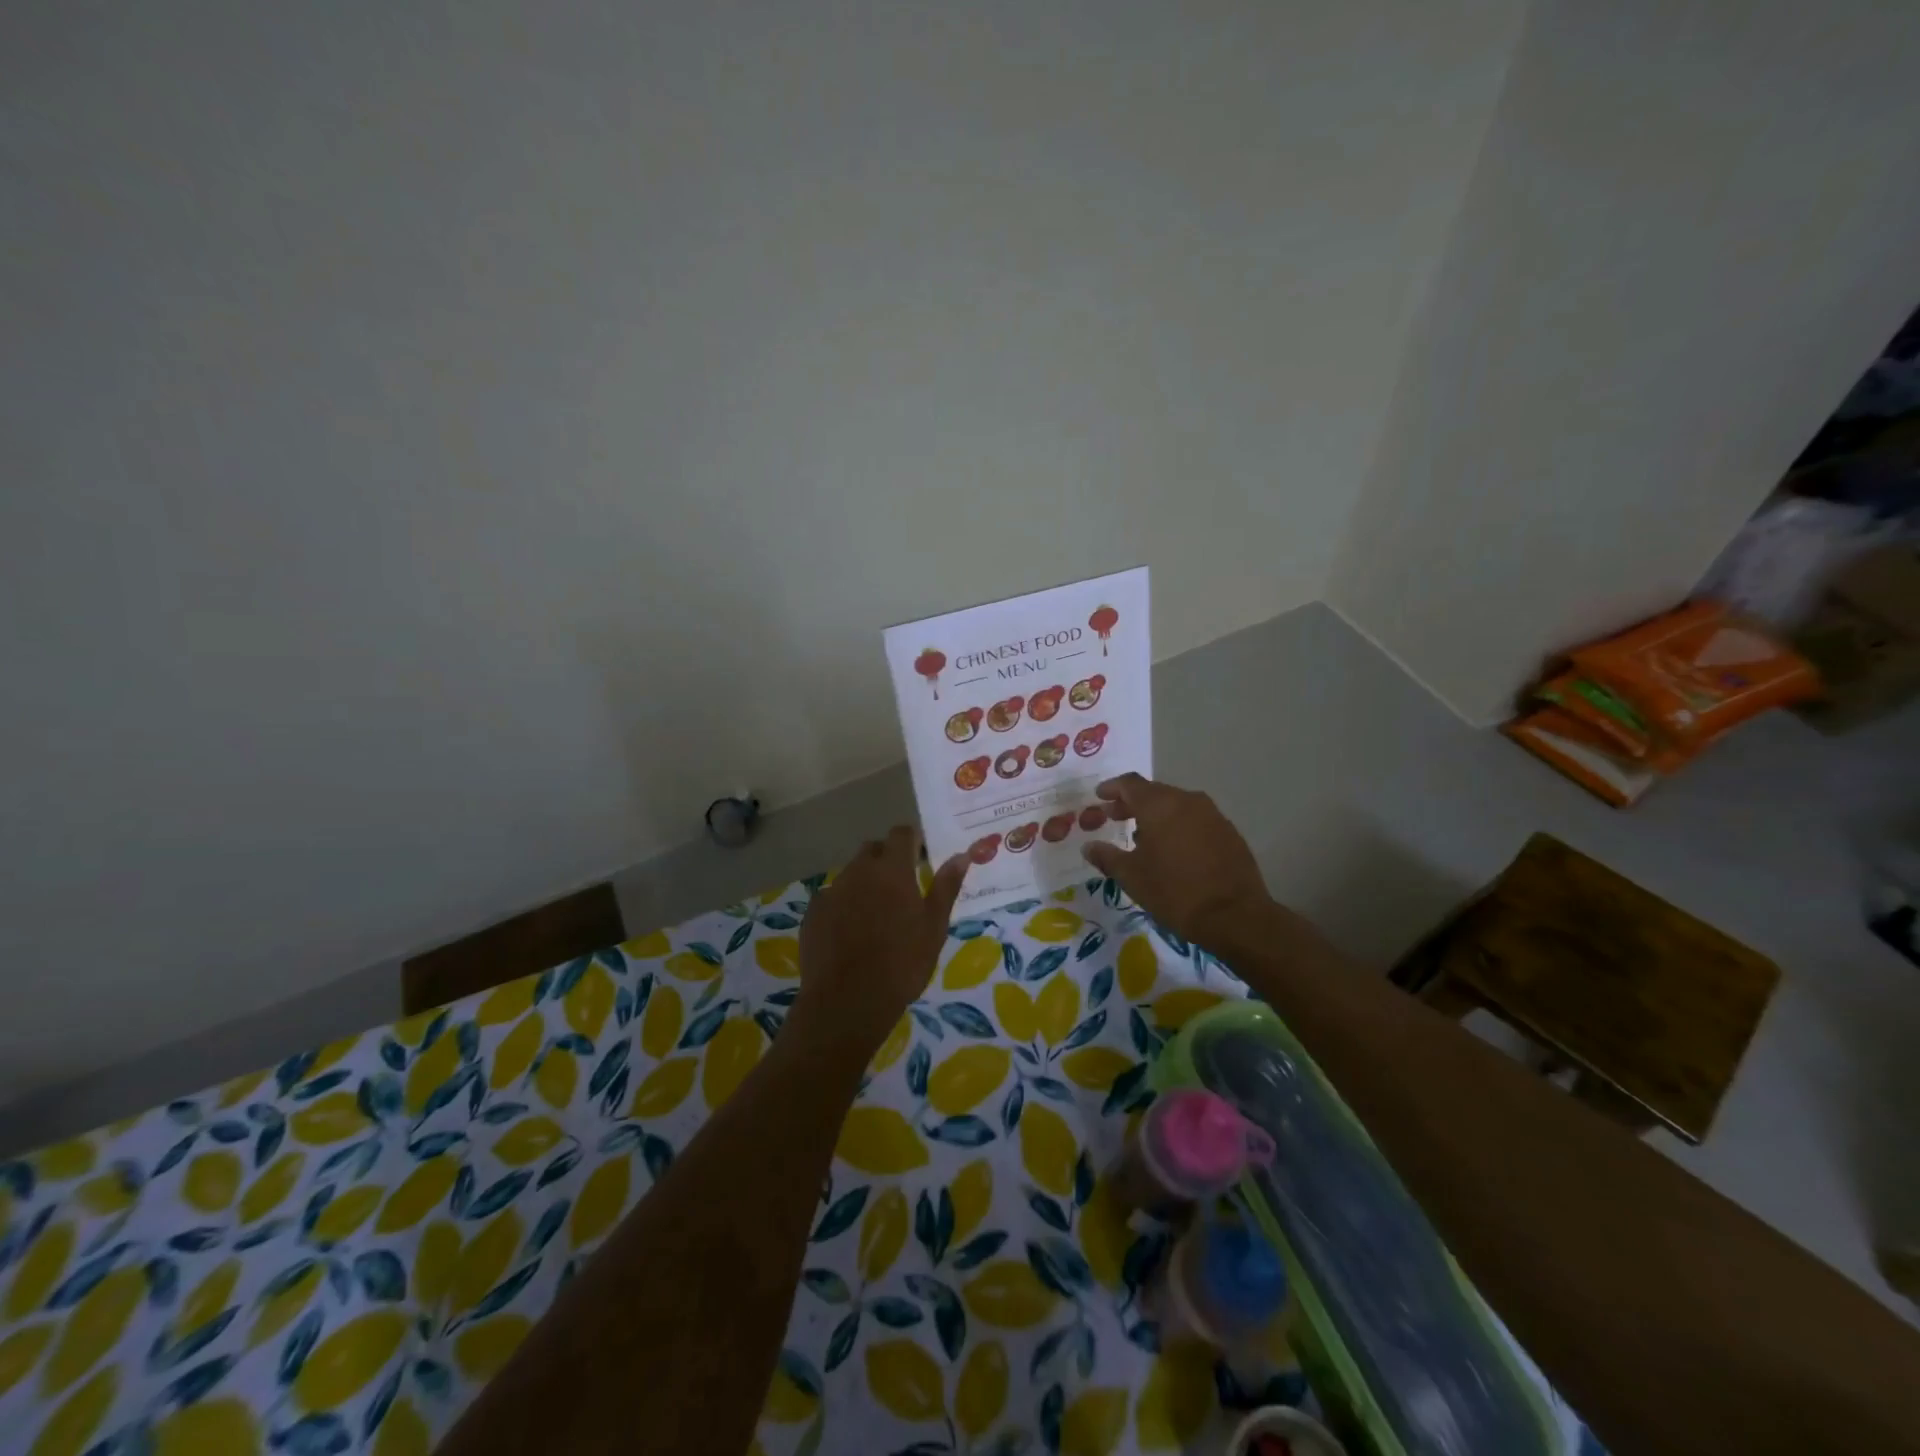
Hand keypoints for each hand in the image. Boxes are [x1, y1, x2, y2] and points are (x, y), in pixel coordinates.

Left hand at [792, 827, 966, 1059]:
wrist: (848, 1002)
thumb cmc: (902, 963)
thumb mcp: (934, 927)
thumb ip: (946, 886)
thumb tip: (961, 855)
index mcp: (892, 869)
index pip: (901, 833)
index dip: (913, 840)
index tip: (922, 857)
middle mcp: (859, 871)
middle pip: (873, 849)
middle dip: (887, 859)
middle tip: (902, 888)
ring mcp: (832, 891)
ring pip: (851, 874)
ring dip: (865, 883)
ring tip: (876, 915)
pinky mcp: (813, 913)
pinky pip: (832, 898)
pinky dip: (844, 905)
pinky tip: (850, 933)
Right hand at [1081, 774, 1273, 950]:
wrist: (1234, 916)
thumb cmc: (1174, 892)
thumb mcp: (1132, 877)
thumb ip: (1107, 857)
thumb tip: (1089, 847)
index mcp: (1159, 805)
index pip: (1130, 783)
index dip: (1112, 788)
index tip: (1099, 796)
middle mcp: (1186, 800)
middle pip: (1153, 792)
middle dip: (1132, 802)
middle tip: (1115, 817)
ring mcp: (1212, 814)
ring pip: (1176, 805)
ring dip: (1156, 814)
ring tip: (1142, 836)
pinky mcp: (1229, 831)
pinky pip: (1195, 819)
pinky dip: (1178, 826)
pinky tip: (1173, 849)